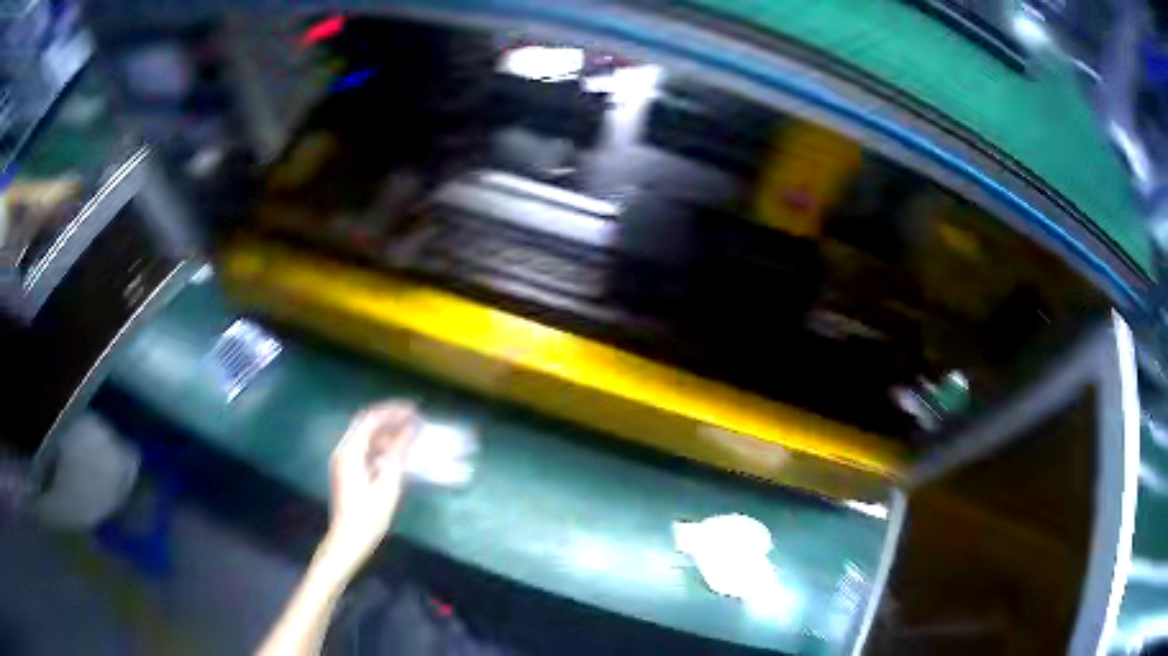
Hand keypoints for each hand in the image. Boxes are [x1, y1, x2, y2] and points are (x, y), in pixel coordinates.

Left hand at [322, 401, 416, 574]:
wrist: (349, 538)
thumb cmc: (369, 515)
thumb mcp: (388, 484)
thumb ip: (398, 453)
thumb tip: (409, 430)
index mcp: (351, 451)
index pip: (372, 419)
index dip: (394, 411)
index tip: (415, 410)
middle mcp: (345, 450)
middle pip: (367, 423)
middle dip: (390, 417)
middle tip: (414, 417)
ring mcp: (345, 460)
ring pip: (367, 436)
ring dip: (388, 431)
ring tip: (411, 433)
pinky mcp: (349, 470)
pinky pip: (366, 449)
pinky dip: (383, 445)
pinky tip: (399, 452)